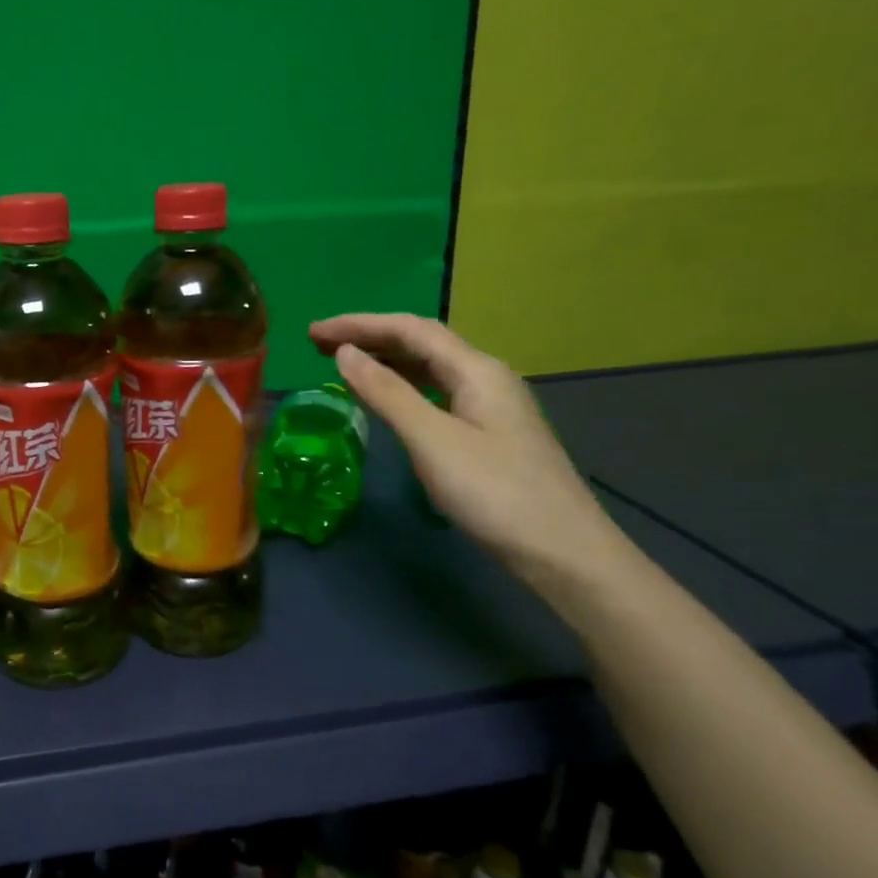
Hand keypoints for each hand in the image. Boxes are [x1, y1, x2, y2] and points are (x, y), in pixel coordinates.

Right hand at [309, 313, 629, 587]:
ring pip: (430, 368)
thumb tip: (345, 352)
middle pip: (421, 342)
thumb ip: (386, 392)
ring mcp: (491, 405)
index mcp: (476, 369)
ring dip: (385, 360)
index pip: (410, 329)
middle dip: (369, 337)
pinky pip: (436, 392)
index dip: (359, 324)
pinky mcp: (489, 432)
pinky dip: (403, 387)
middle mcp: (486, 377)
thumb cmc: (493, 492)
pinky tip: (387, 399)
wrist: (563, 553)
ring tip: (343, 365)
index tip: (314, 332)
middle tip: (319, 345)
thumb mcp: (431, 439)